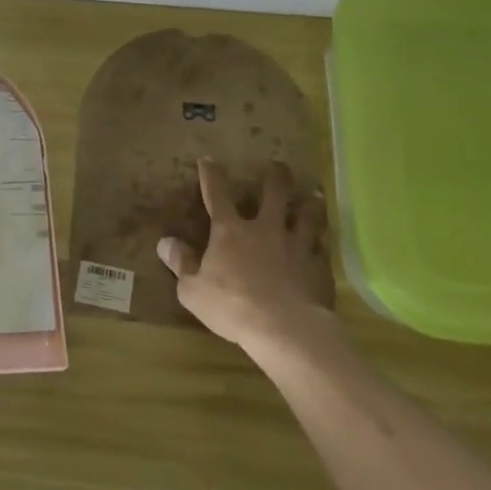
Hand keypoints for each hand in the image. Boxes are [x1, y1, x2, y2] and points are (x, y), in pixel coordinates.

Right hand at [157, 159, 333, 355]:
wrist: (285, 329)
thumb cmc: (232, 307)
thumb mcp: (193, 290)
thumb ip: (181, 263)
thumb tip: (165, 242)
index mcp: (230, 231)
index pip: (217, 195)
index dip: (212, 175)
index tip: (209, 159)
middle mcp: (265, 229)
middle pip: (273, 194)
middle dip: (275, 177)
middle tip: (279, 165)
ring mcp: (296, 245)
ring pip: (307, 214)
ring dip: (309, 201)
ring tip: (312, 192)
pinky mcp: (318, 266)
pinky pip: (322, 245)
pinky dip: (322, 238)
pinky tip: (325, 237)